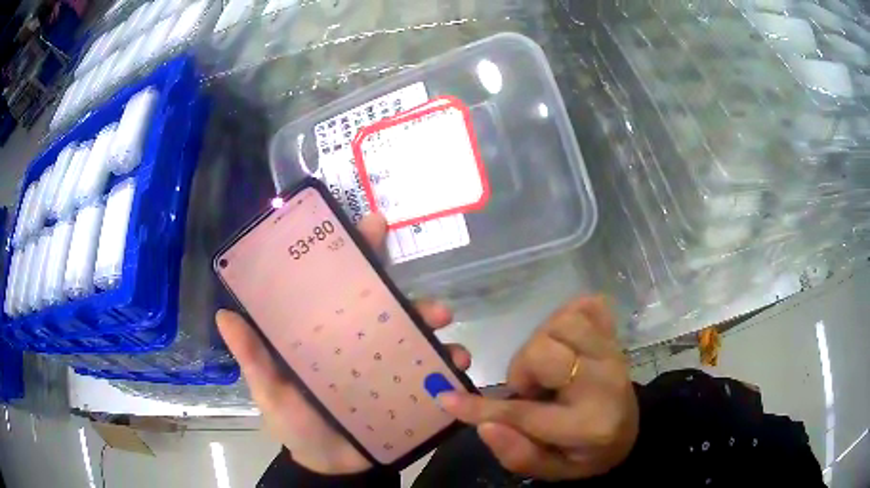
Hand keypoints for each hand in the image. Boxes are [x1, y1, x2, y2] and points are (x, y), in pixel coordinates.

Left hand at [216, 214, 471, 474]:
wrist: (328, 465)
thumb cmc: (295, 424)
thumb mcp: (269, 390)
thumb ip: (252, 358)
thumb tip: (224, 315)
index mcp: (325, 333)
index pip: (339, 285)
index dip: (355, 251)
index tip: (373, 225)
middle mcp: (358, 341)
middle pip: (386, 305)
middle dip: (409, 293)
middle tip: (428, 299)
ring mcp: (385, 365)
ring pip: (414, 334)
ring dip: (432, 324)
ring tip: (444, 328)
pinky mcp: (405, 389)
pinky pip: (430, 371)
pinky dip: (446, 363)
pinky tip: (456, 364)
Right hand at [438, 296, 637, 480]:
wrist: (629, 430)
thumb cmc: (586, 454)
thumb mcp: (552, 469)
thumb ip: (518, 454)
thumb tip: (483, 426)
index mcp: (589, 425)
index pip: (524, 415)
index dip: (480, 409)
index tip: (447, 399)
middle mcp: (604, 382)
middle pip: (544, 352)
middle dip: (524, 369)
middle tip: (530, 389)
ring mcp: (612, 352)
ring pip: (563, 322)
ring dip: (543, 342)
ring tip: (547, 366)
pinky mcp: (615, 334)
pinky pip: (585, 306)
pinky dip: (567, 317)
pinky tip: (565, 342)